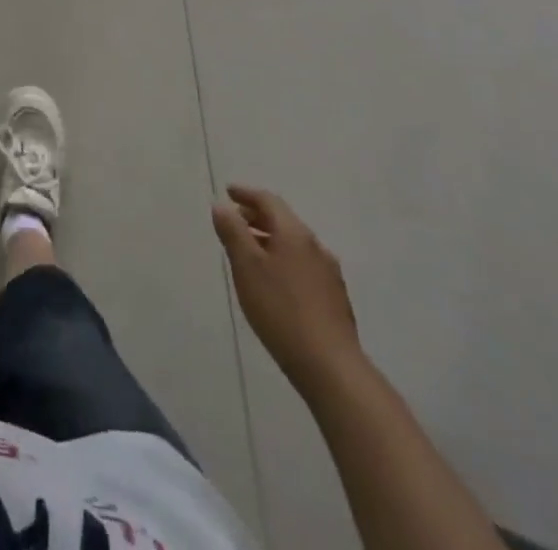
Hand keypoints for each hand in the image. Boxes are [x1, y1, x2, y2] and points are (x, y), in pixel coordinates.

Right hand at [212, 186, 363, 396]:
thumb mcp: (246, 266)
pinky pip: (303, 266)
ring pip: (294, 245)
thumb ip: (232, 232)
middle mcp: (315, 247)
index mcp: (294, 234)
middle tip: (234, 221)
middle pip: (283, 221)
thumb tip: (222, 206)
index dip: (246, 194)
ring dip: (270, 240)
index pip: (268, 201)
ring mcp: (329, 274)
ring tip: (250, 252)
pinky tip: (275, 282)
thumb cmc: (281, 309)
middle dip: (257, 217)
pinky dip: (284, 260)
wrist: (331, 367)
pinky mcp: (335, 300)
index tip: (228, 192)